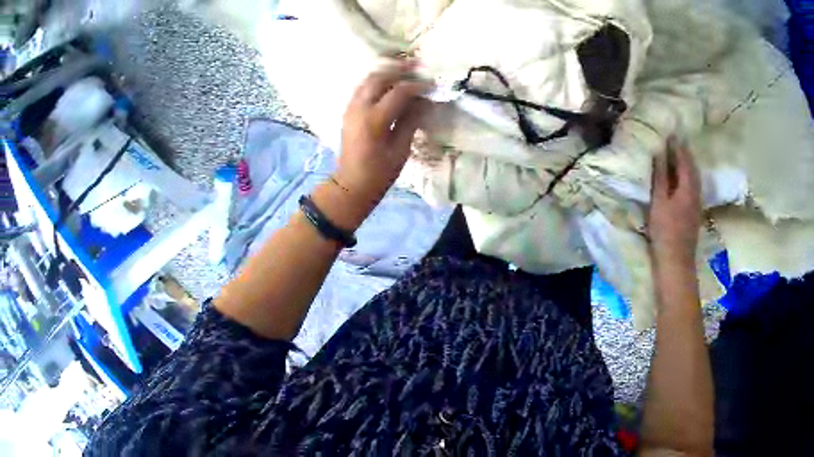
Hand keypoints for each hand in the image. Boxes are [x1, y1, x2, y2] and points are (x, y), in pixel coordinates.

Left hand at [334, 61, 432, 203]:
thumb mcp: (400, 149)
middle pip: (379, 77)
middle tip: (417, 65)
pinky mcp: (348, 111)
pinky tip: (389, 83)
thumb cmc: (379, 172)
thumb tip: (424, 101)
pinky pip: (362, 87)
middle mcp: (359, 108)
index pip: (398, 92)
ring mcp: (351, 108)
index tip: (431, 84)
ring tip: (404, 69)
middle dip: (399, 68)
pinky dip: (376, 81)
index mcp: (374, 120)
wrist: (351, 184)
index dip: (417, 86)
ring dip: (386, 72)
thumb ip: (411, 121)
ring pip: (368, 79)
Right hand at [648, 139, 701, 267]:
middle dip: (684, 153)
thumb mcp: (659, 201)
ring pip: (694, 177)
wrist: (676, 261)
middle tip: (675, 141)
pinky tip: (681, 178)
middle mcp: (696, 192)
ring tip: (678, 156)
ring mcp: (697, 203)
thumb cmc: (665, 231)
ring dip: (687, 165)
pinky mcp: (694, 212)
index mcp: (688, 187)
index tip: (670, 133)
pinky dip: (687, 176)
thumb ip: (660, 176)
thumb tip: (660, 152)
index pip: (684, 160)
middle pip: (692, 167)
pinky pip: (693, 186)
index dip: (677, 146)